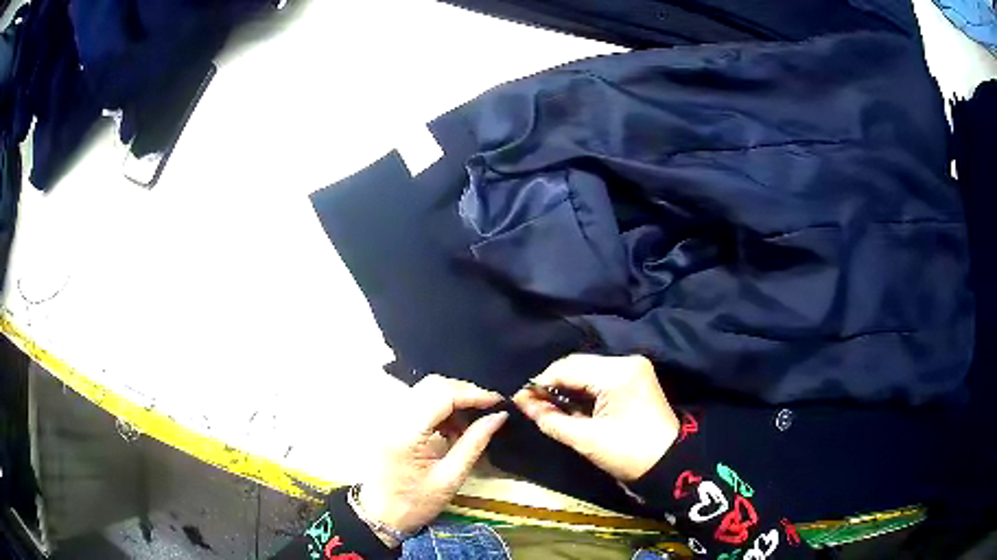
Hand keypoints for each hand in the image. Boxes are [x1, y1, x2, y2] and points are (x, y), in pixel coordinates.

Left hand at [358, 375, 506, 545]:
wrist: (380, 515)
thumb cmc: (415, 503)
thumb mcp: (451, 478)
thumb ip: (475, 443)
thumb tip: (499, 416)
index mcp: (406, 433)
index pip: (442, 395)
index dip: (473, 393)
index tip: (498, 401)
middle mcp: (393, 417)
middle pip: (432, 385)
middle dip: (464, 392)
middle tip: (488, 409)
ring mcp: (388, 417)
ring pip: (426, 390)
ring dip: (452, 399)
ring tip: (472, 423)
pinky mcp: (390, 421)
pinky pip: (419, 401)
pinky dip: (440, 407)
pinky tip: (453, 427)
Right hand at [514, 354, 678, 481]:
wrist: (669, 463)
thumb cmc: (627, 454)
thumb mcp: (585, 439)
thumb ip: (550, 418)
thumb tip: (522, 402)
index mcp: (617, 373)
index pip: (567, 368)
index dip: (540, 383)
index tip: (520, 399)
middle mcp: (626, 361)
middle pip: (577, 364)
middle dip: (553, 383)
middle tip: (533, 404)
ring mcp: (633, 366)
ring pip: (587, 368)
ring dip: (567, 385)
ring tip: (549, 406)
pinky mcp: (635, 376)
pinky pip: (600, 375)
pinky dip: (583, 388)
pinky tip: (571, 403)